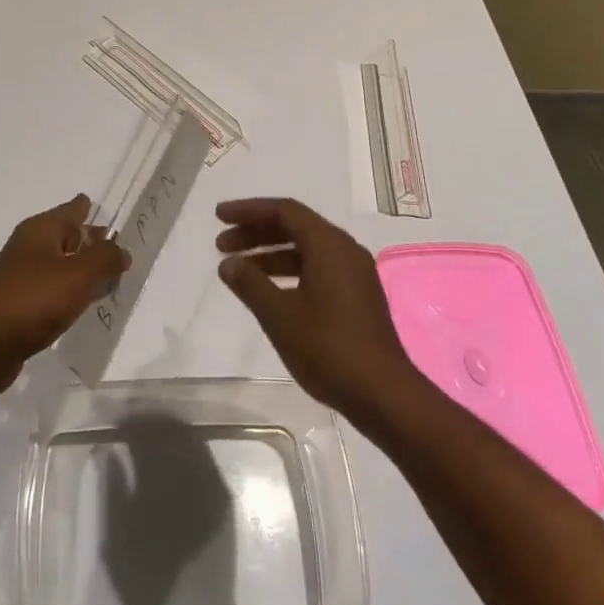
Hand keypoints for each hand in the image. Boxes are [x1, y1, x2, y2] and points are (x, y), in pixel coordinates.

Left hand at [0, 194, 129, 395]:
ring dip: (82, 270)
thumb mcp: (79, 274)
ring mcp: (22, 278)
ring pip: (61, 266)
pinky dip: (70, 294)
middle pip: (67, 238)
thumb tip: (121, 250)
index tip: (103, 207)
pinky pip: (54, 292)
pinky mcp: (20, 307)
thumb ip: (106, 258)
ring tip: (110, 278)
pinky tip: (84, 305)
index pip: (71, 210)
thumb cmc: (34, 300)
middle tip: (119, 247)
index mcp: (41, 230)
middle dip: (90, 241)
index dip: (88, 208)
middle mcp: (30, 248)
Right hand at [216, 197, 422, 423]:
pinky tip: (268, 290)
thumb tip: (228, 263)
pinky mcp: (357, 295)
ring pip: (306, 249)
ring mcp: (354, 273)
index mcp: (329, 245)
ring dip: (270, 253)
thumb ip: (250, 284)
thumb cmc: (328, 348)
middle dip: (256, 232)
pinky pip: (317, 267)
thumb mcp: (279, 316)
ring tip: (237, 268)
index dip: (249, 210)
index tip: (219, 216)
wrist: (383, 394)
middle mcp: (345, 250)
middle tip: (221, 244)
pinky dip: (289, 270)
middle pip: (295, 226)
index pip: (284, 211)